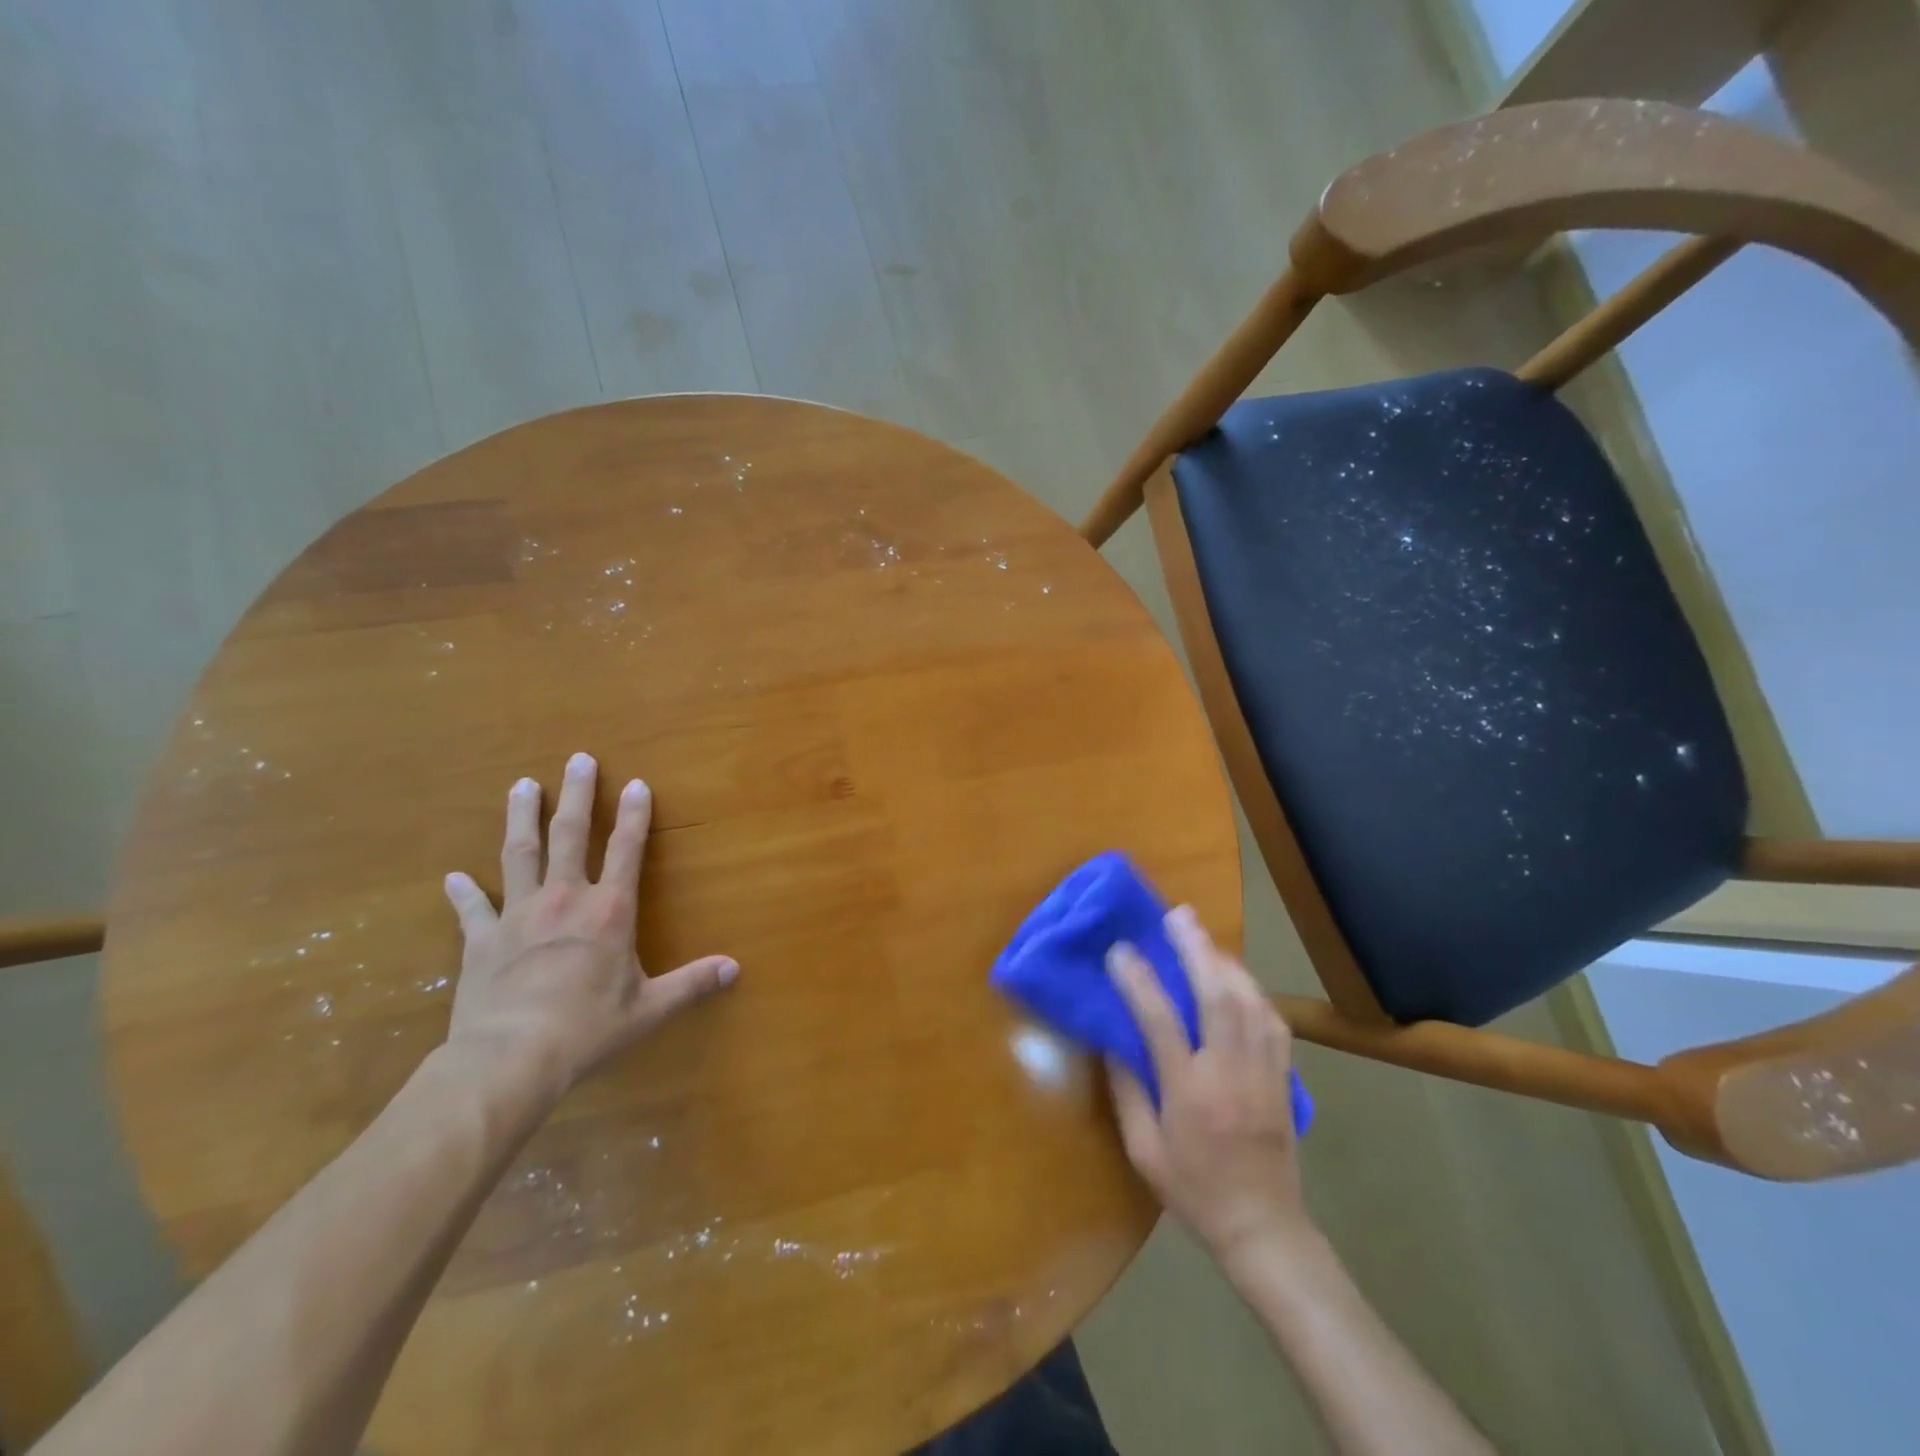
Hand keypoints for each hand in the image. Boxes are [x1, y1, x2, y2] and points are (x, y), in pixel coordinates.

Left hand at [441, 752, 737, 1097]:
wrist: (510, 1058)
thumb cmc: (588, 1028)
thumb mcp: (650, 1008)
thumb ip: (692, 983)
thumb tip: (735, 969)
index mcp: (609, 911)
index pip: (627, 849)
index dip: (634, 814)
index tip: (636, 783)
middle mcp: (565, 899)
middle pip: (570, 835)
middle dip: (576, 795)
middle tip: (576, 759)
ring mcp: (519, 915)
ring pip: (520, 854)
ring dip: (522, 817)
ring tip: (522, 786)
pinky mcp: (482, 940)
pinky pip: (473, 910)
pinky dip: (465, 894)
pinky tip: (453, 878)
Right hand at [1106, 906, 1307, 1262]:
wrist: (1264, 1228)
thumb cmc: (1194, 1191)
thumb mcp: (1144, 1151)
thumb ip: (1126, 1091)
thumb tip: (1112, 1039)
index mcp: (1189, 1094)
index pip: (1160, 1022)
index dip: (1138, 980)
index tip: (1119, 949)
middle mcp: (1229, 1073)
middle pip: (1217, 997)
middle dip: (1196, 950)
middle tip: (1178, 915)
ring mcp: (1263, 1073)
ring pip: (1250, 1002)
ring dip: (1225, 962)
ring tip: (1202, 936)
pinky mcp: (1284, 1077)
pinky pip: (1273, 1021)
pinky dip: (1253, 990)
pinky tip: (1236, 977)